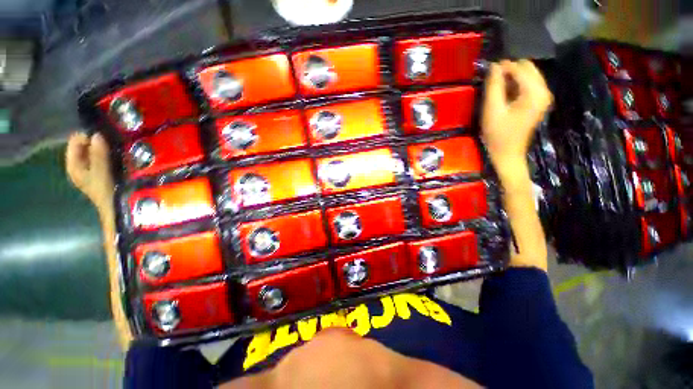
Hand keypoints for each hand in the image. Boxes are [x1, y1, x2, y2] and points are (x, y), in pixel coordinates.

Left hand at [65, 132, 114, 213]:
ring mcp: (92, 169)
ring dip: (107, 148)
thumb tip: (97, 134)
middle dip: (99, 142)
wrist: (118, 209)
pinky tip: (122, 155)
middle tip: (114, 140)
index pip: (75, 141)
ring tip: (120, 146)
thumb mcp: (101, 173)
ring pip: (97, 152)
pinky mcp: (104, 172)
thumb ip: (98, 154)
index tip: (105, 135)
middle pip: (86, 146)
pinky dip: (111, 155)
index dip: (88, 136)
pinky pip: (105, 158)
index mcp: (74, 165)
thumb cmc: (106, 192)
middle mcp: (80, 165)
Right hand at [481, 60, 552, 177]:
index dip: (503, 67)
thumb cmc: (498, 134)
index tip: (487, 73)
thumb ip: (494, 86)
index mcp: (535, 92)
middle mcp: (544, 90)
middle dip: (509, 70)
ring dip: (512, 77)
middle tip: (492, 81)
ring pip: (528, 75)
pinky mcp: (538, 101)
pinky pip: (528, 84)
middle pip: (527, 68)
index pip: (520, 68)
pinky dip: (516, 84)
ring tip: (497, 88)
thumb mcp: (492, 110)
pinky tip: (505, 94)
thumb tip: (494, 66)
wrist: (507, 153)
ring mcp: (543, 96)